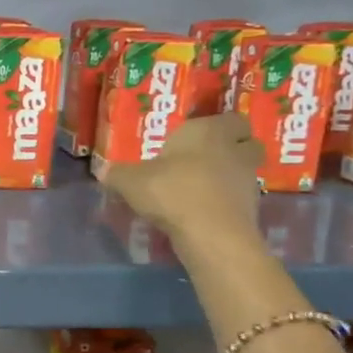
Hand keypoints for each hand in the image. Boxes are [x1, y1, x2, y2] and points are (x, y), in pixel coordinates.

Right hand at [99, 113, 262, 243]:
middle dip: (234, 148)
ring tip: (201, 188)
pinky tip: (202, 212)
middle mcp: (234, 151)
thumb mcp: (131, 181)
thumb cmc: (172, 191)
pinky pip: (239, 199)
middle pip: (248, 143)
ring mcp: (247, 181)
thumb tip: (102, 170)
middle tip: (208, 157)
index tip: (202, 134)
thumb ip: (117, 174)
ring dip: (229, 177)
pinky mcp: (251, 210)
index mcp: (209, 132)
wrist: (210, 234)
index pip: (232, 118)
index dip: (221, 125)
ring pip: (244, 172)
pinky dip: (226, 202)